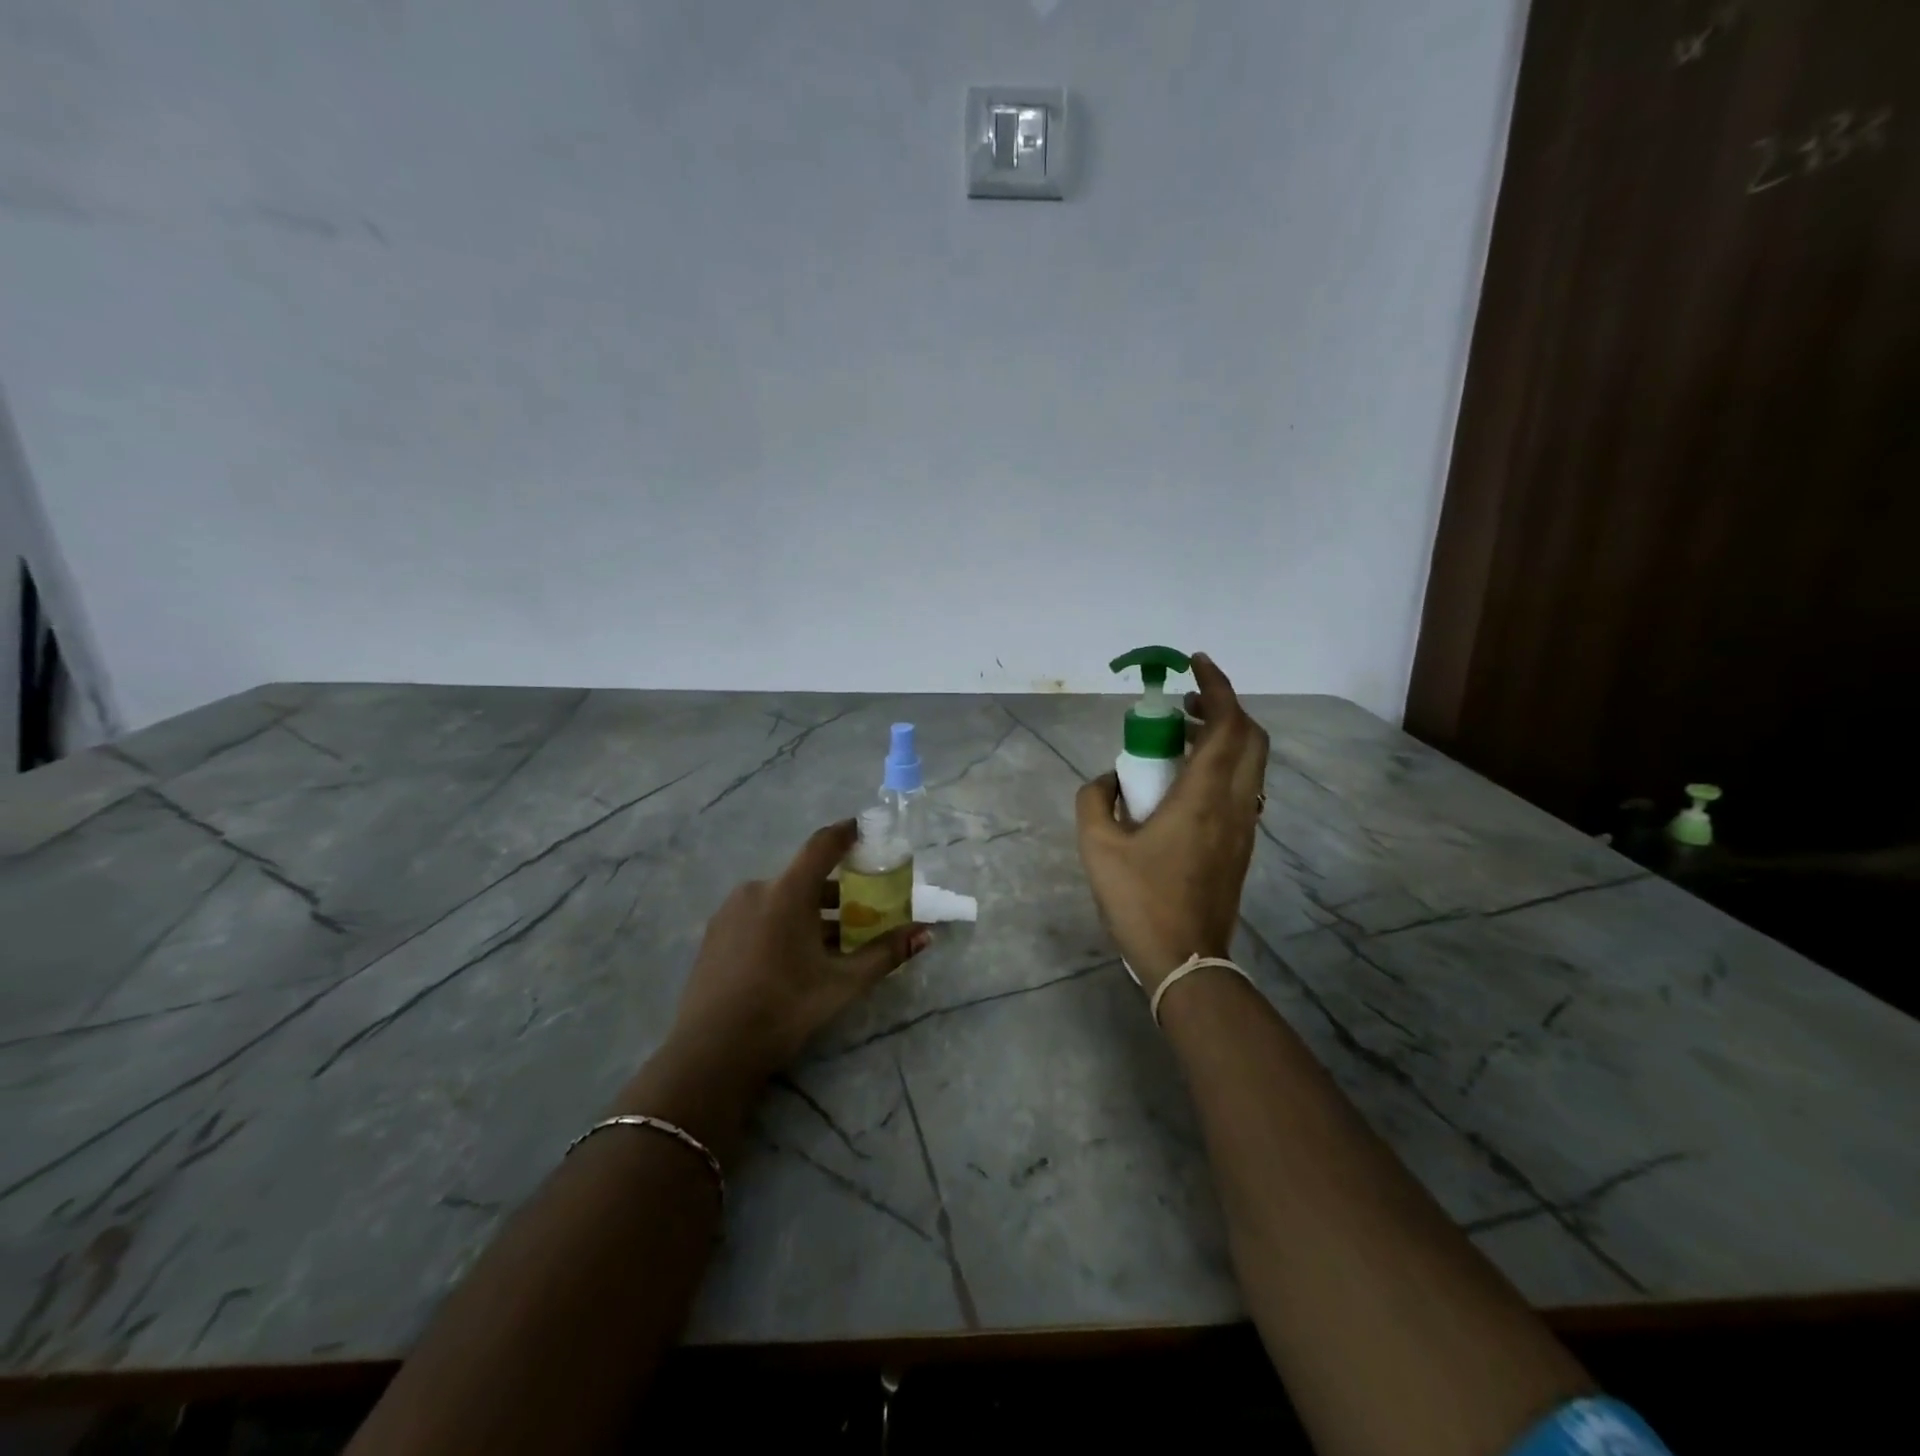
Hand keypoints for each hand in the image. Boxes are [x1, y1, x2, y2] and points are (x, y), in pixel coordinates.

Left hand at [666, 820, 931, 1086]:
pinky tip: (794, 957)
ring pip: (781, 898)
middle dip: (836, 890)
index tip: (866, 831)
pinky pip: (758, 914)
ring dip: (809, 912)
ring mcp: (730, 911)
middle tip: (862, 910)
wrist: (711, 1052)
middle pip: (804, 877)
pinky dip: (783, 923)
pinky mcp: (715, 933)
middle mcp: (756, 890)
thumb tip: (925, 934)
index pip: (822, 845)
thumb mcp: (842, 983)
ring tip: (832, 942)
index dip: (847, 833)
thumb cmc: (784, 1008)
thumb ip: (885, 953)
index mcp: (787, 892)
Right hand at [1074, 652, 1269, 991]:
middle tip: (1184, 705)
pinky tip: (1184, 782)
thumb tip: (1109, 779)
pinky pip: (1241, 787)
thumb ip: (1095, 798)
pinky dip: (1221, 766)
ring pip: (1249, 763)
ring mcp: (1244, 825)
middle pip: (1250, 737)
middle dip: (1223, 708)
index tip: (1195, 663)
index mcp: (1204, 795)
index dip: (1217, 686)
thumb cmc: (1140, 899)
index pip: (1228, 723)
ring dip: (1223, 738)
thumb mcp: (1097, 845)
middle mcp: (1235, 802)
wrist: (1185, 959)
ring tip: (1179, 739)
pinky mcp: (1241, 845)